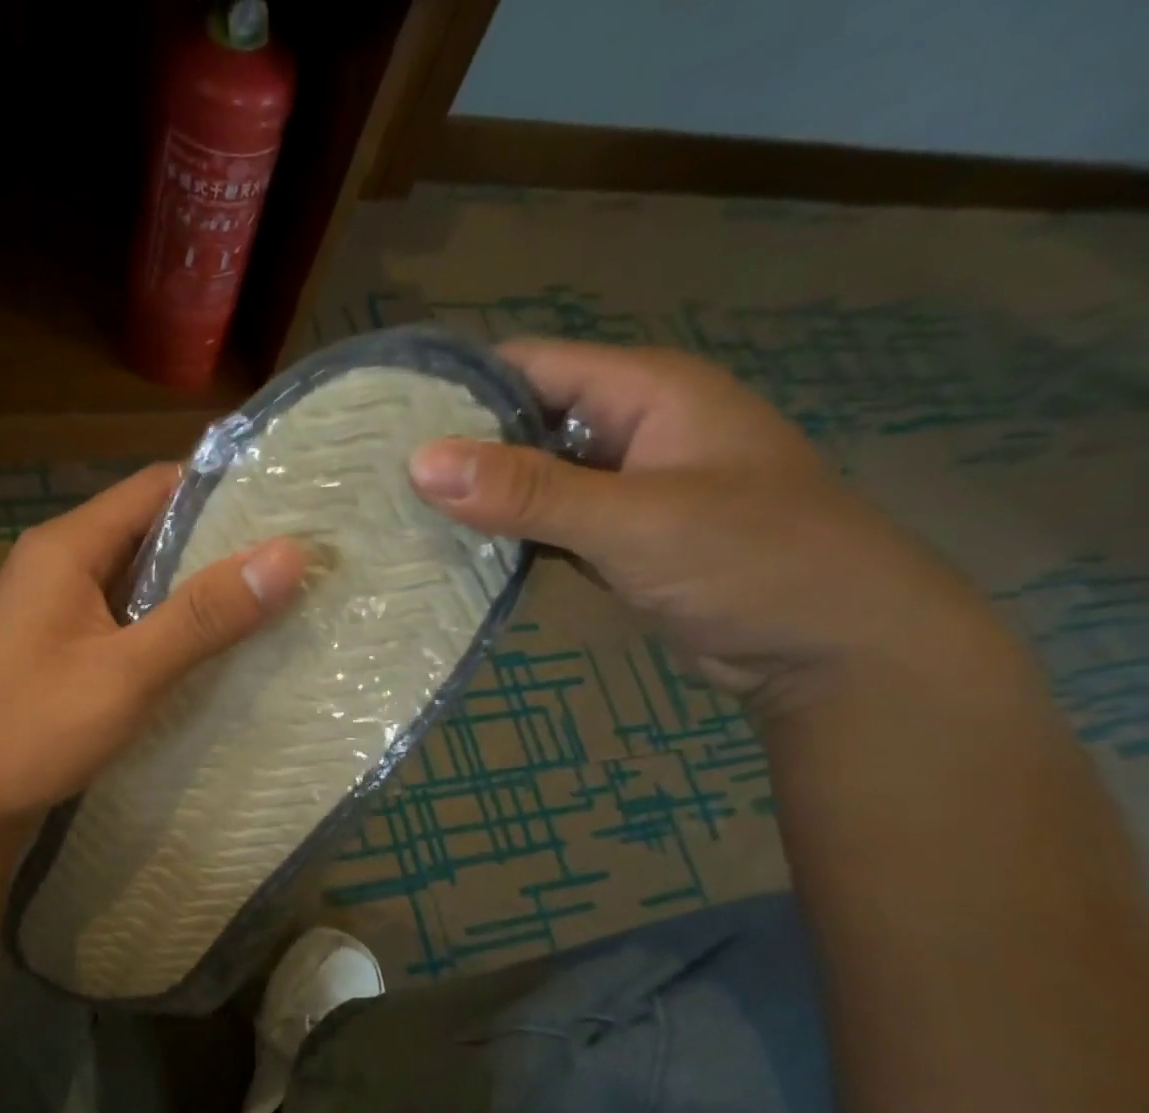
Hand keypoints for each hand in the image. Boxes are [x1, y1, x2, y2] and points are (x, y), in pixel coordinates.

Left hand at [0, 463, 307, 835]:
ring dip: (197, 592)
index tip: (292, 511)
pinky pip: (127, 621)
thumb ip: (203, 615)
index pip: (158, 488)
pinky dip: (169, 628)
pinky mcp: (62, 650)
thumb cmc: (33, 730)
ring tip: (273, 603)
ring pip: (142, 581)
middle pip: (151, 532)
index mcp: (67, 546)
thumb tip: (289, 553)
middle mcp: (60, 565)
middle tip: (296, 565)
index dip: (226, 493)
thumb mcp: (127, 672)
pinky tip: (214, 651)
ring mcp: (58, 610)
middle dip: (221, 547)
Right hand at [408, 339, 998, 713]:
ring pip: (532, 480)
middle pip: (524, 422)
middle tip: (377, 483)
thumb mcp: (633, 520)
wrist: (833, 649)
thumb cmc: (751, 561)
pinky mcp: (618, 539)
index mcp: (645, 391)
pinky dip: (507, 539)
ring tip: (400, 519)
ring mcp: (623, 487)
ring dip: (479, 500)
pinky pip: (548, 526)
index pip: (530, 365)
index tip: (385, 424)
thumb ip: (528, 492)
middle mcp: (630, 428)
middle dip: (458, 450)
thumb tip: (419, 463)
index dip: (458, 388)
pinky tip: (456, 556)